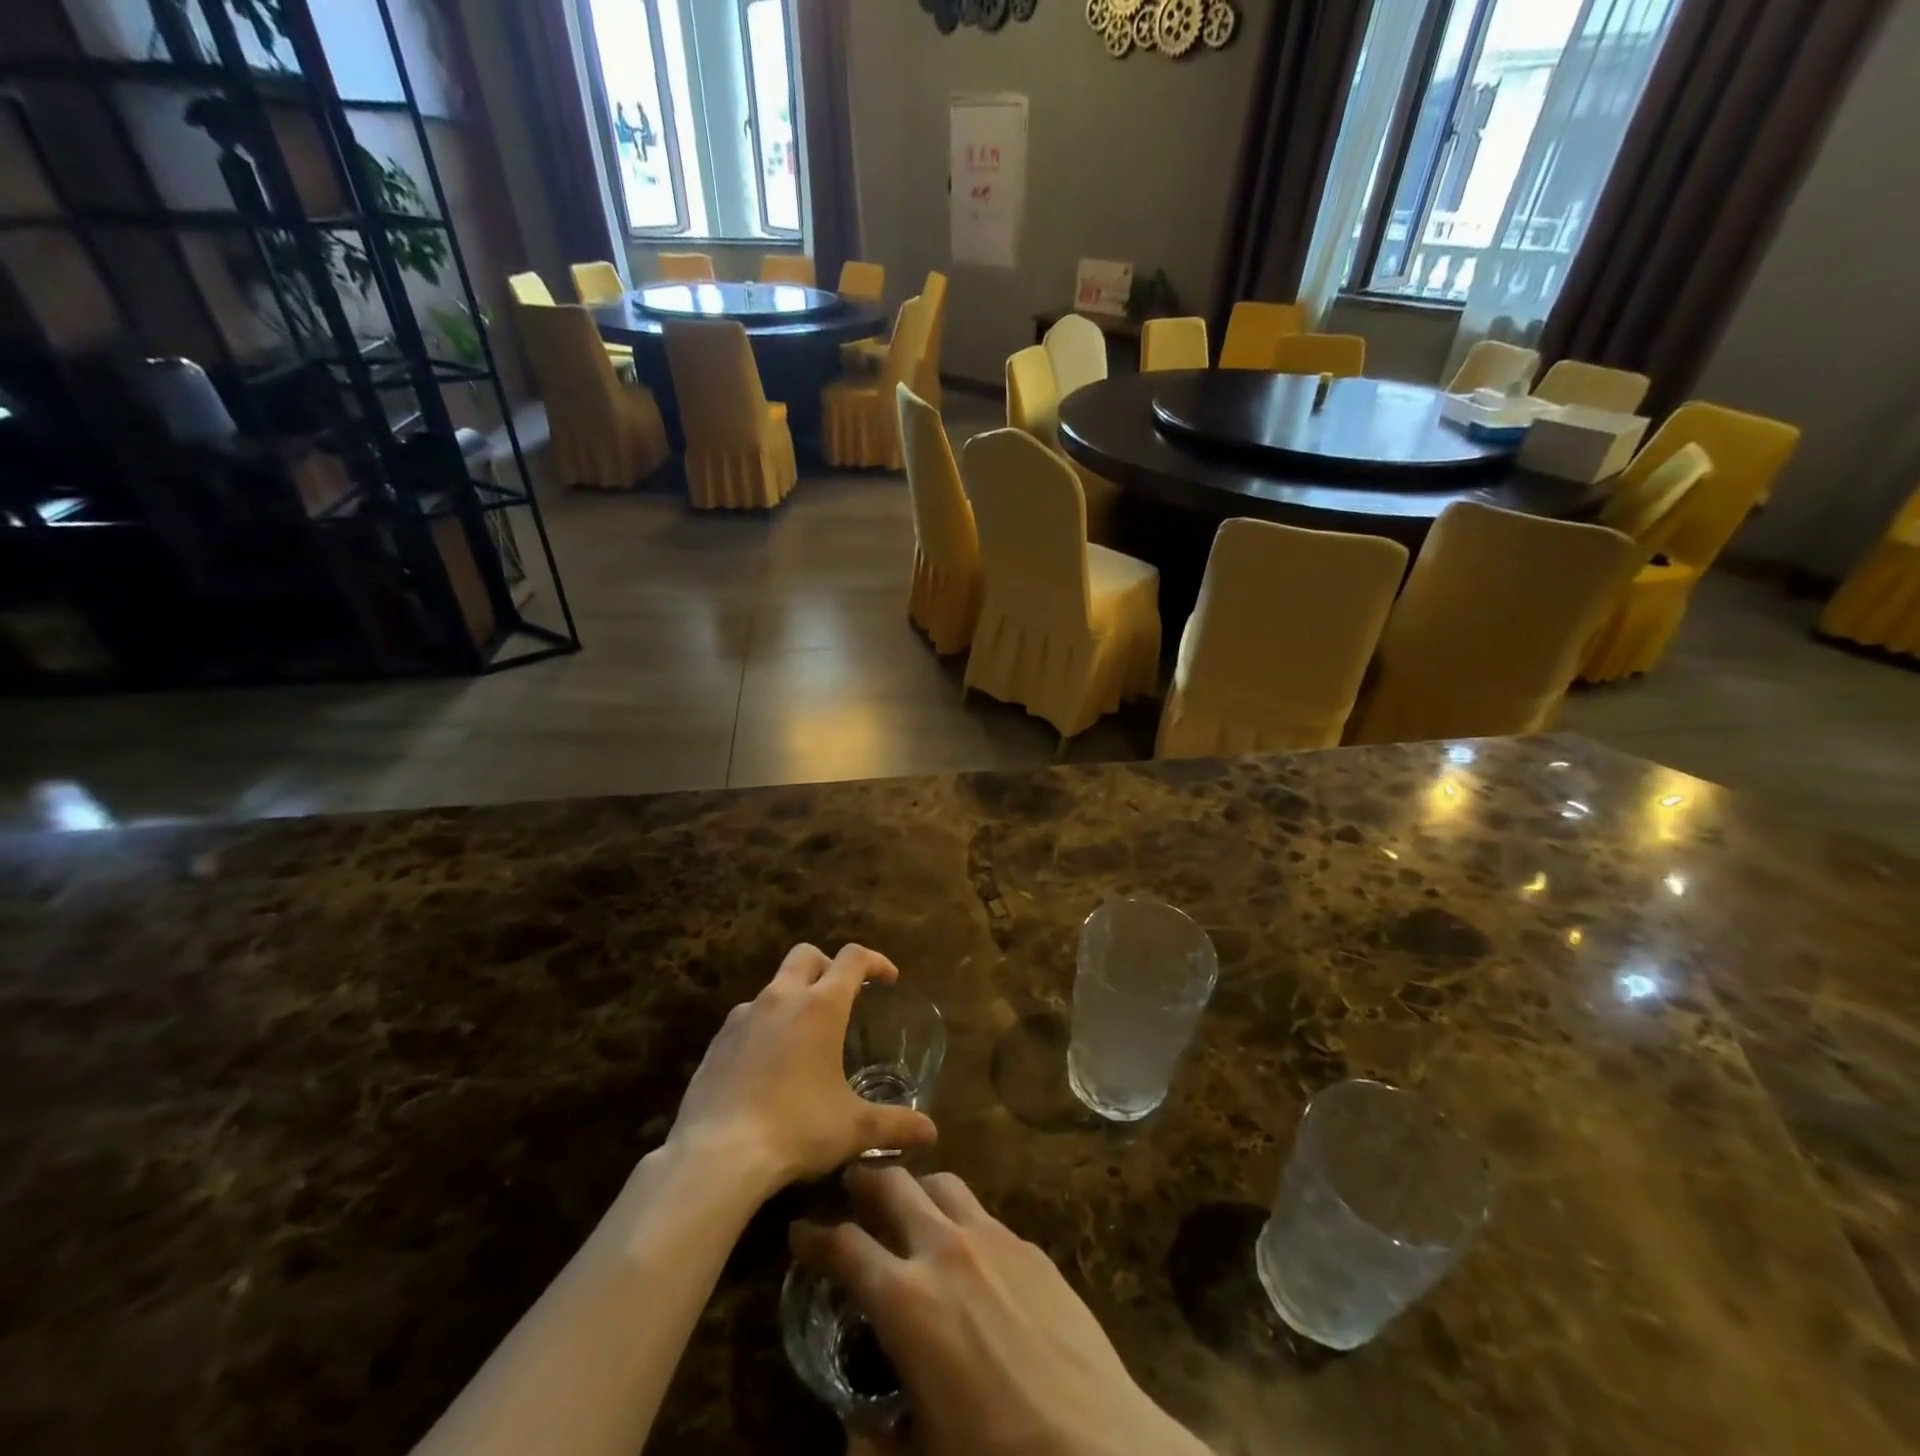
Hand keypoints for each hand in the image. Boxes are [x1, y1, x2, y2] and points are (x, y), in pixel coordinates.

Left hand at [669, 944, 936, 1191]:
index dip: (875, 961)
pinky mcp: (716, 1042)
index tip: (888, 979)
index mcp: (820, 1006)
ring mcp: (743, 1017)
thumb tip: (931, 1133)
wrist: (716, 1157)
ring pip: (774, 986)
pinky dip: (765, 1027)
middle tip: (843, 995)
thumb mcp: (853, 1129)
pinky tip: (769, 1066)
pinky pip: (747, 1019)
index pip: (853, 958)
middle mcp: (781, 998)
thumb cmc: (796, 1130)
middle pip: (806, 955)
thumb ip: (895, 1125)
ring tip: (805, 1038)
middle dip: (828, 966)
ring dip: (794, 997)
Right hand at [792, 1168, 1210, 1455]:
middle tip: (849, 1186)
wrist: (1099, 1447)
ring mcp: (992, 1238)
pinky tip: (968, 1251)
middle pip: (891, 1184)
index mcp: (905, 1300)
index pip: (843, 1246)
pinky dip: (961, 1219)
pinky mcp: (1030, 1245)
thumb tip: (854, 1427)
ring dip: (916, 1188)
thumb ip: (874, 1440)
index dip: (813, 1235)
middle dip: (863, 1179)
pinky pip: (983, 1213)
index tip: (799, 1229)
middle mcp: (944, 1249)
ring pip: (941, 1183)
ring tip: (909, 1208)